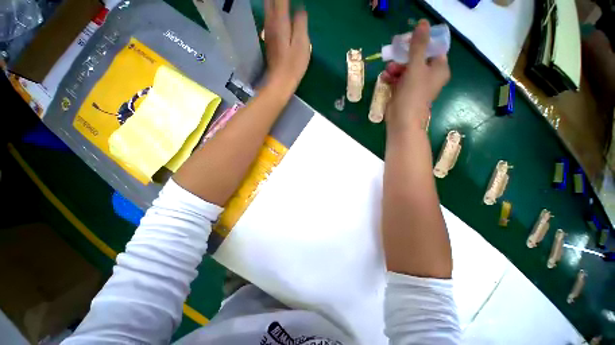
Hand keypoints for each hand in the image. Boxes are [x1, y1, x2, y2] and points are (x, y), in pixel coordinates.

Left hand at [263, 0, 310, 93]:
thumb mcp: (302, 43)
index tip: (297, 0)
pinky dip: (274, 8)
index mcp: (279, 20)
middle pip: (270, 0)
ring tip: (287, 4)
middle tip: (290, 2)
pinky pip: (270, 15)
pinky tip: (282, 11)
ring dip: (276, 1)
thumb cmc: (293, 65)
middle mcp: (270, 21)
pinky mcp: (268, 38)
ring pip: (268, 6)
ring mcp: (267, 30)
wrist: (280, 82)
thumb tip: (299, 8)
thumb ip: (300, 22)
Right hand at [383, 20, 449, 129]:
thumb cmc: (413, 94)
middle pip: (417, 58)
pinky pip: (399, 80)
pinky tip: (384, 78)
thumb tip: (423, 23)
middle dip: (404, 58)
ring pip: (406, 69)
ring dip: (395, 68)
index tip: (408, 41)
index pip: (433, 49)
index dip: (421, 43)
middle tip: (394, 56)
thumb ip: (418, 46)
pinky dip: (392, 78)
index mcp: (438, 69)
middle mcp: (429, 76)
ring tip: (387, 71)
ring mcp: (416, 85)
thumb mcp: (416, 67)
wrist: (402, 120)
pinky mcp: (404, 93)